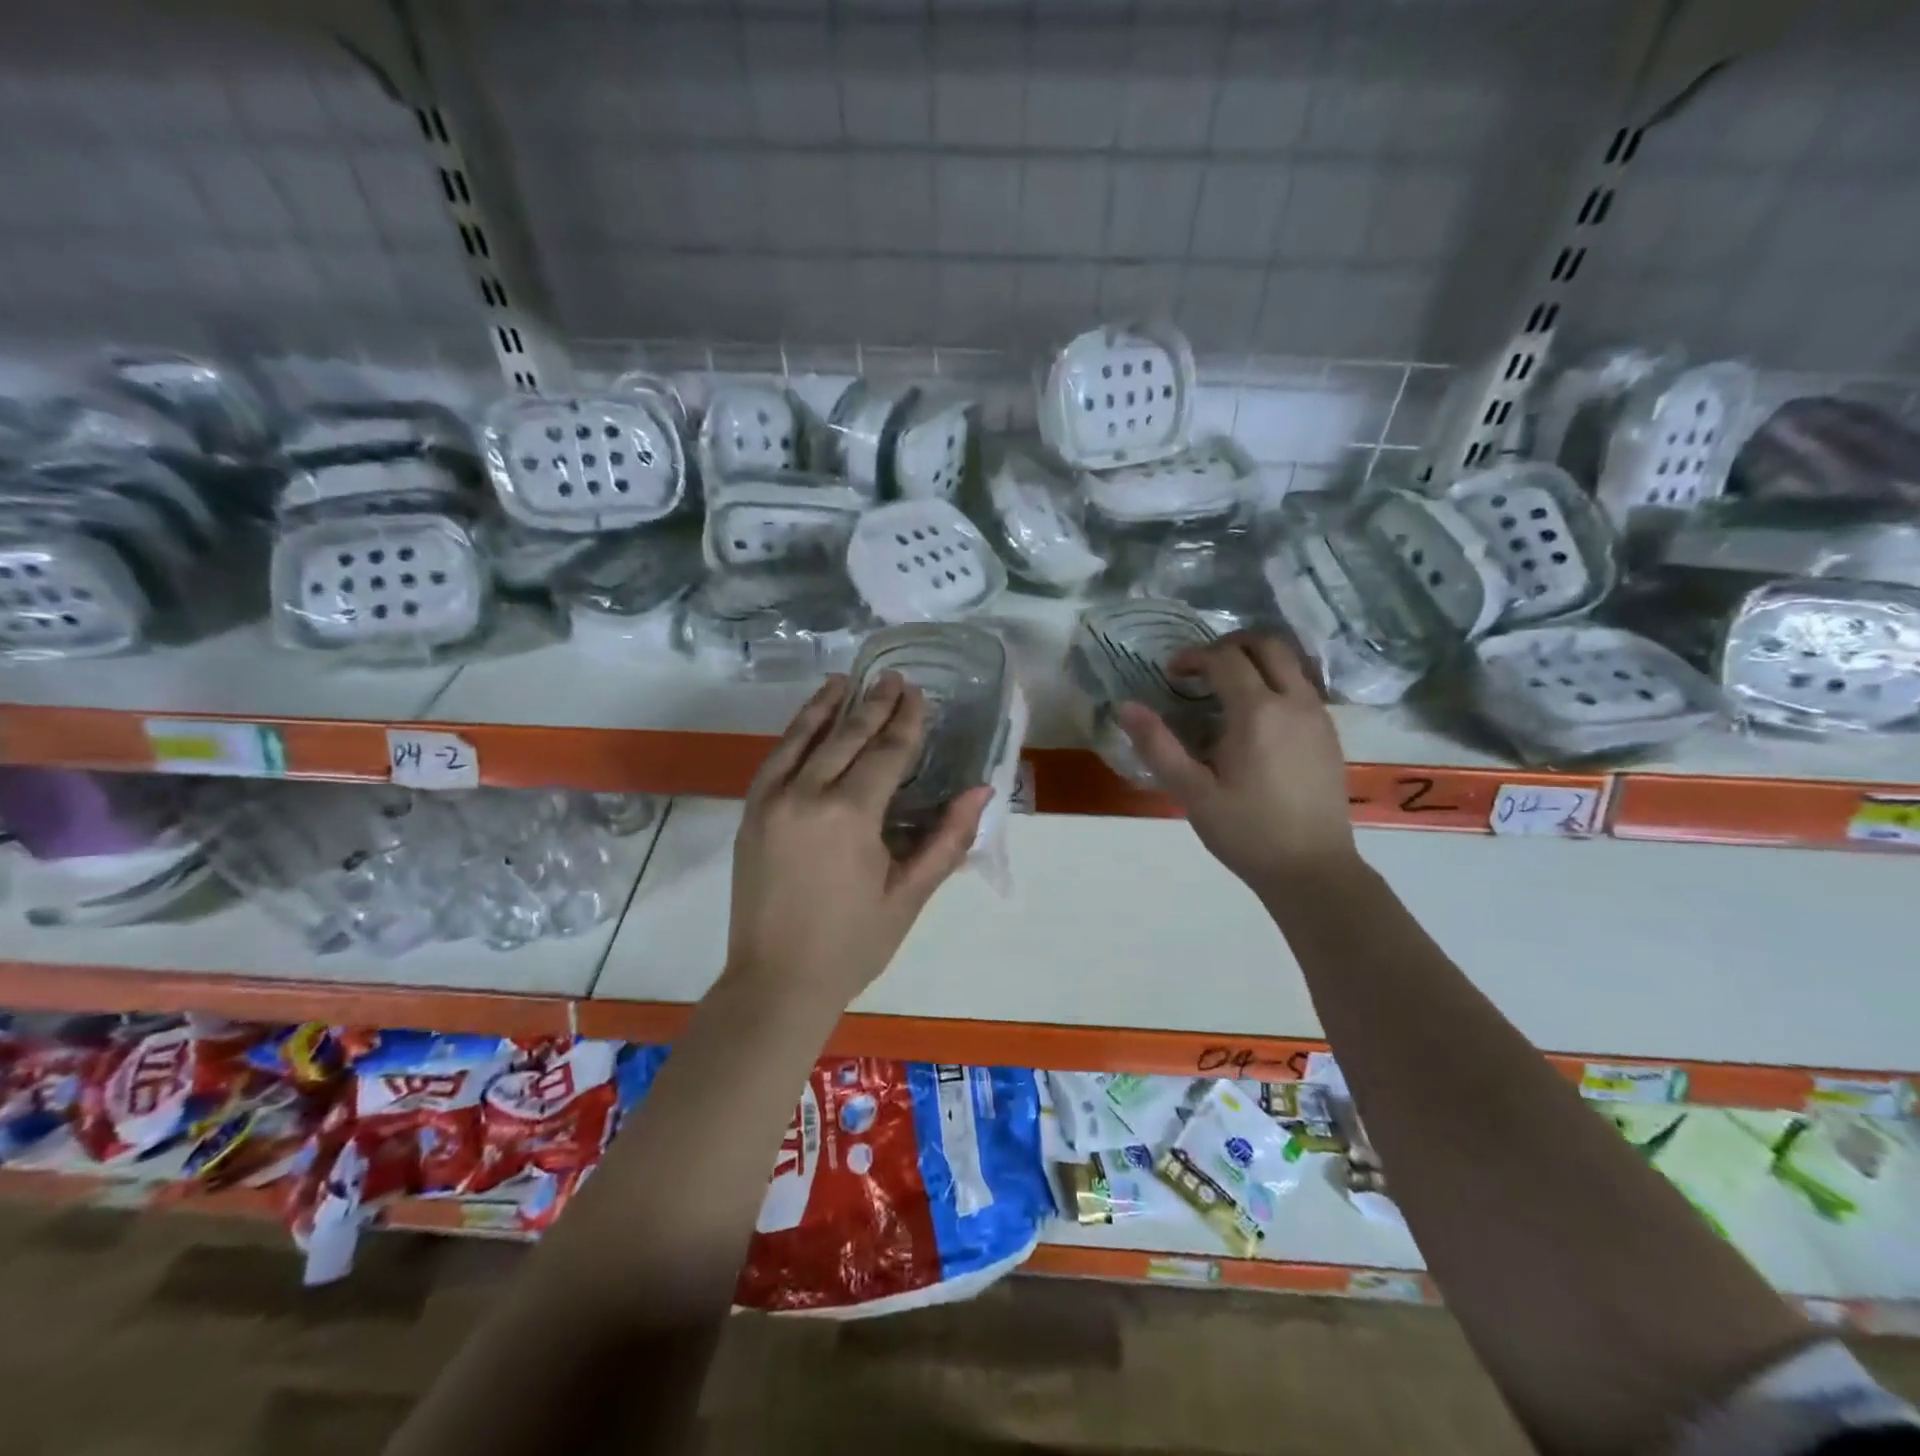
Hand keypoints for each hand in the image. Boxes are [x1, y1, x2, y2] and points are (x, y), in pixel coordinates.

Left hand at [726, 673, 990, 1012]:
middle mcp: (806, 795)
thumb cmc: (853, 943)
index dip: (906, 722)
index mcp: (850, 815)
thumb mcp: (910, 895)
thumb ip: (947, 839)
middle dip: (873, 704)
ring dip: (828, 706)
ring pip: (804, 738)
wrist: (776, 981)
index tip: (918, 694)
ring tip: (847, 680)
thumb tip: (981, 791)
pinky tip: (809, 721)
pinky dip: (795, 733)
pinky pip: (775, 759)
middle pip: (846, 736)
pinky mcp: (751, 812)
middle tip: (893, 677)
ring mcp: (772, 801)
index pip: (886, 752)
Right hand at [1115, 632, 1357, 895]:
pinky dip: (1275, 681)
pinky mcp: (1329, 733)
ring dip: (1256, 660)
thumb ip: (1158, 745)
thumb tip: (1125, 707)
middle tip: (1201, 669)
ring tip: (1226, 688)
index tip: (1171, 675)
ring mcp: (1318, 716)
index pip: (1224, 659)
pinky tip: (1255, 717)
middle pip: (1266, 644)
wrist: (1313, 869)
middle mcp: (1294, 702)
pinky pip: (1302, 686)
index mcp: (1257, 713)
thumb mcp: (1192, 793)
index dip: (1193, 657)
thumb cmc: (1247, 832)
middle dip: (1229, 645)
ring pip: (1290, 662)